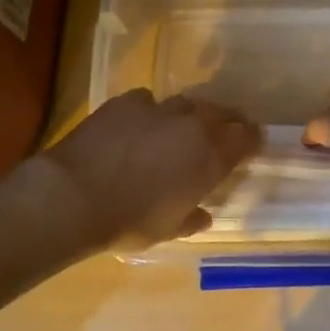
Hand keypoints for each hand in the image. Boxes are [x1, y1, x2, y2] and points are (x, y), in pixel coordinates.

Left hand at [42, 89, 261, 249]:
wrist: (74, 195)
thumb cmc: (129, 221)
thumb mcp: (167, 229)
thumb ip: (191, 218)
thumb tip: (203, 216)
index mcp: (211, 157)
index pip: (247, 138)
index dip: (254, 140)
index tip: (254, 144)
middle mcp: (192, 126)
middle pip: (222, 113)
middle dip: (229, 122)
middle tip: (227, 131)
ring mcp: (159, 109)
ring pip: (188, 103)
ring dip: (192, 115)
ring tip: (185, 126)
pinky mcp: (127, 102)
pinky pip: (149, 101)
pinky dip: (152, 111)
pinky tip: (142, 123)